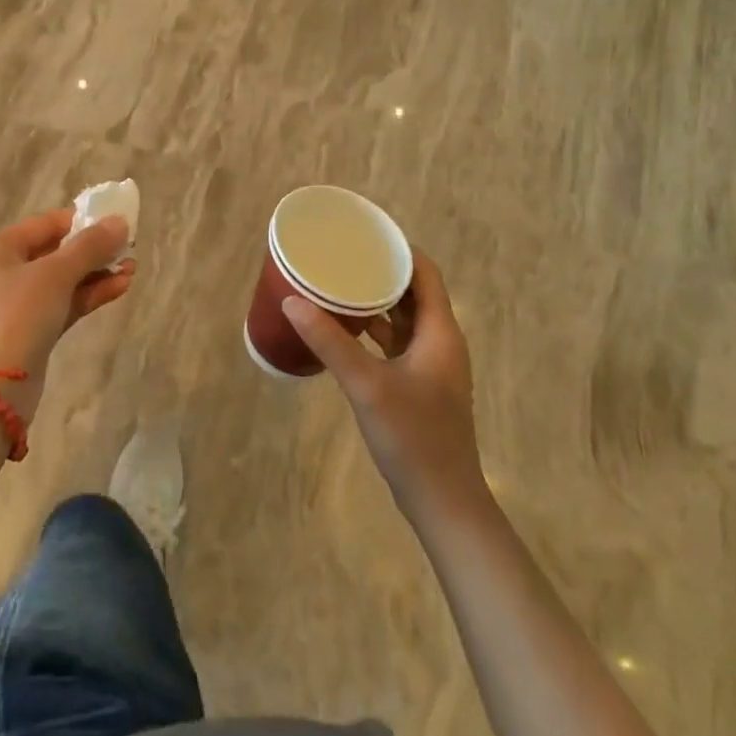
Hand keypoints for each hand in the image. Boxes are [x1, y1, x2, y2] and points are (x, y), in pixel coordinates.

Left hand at [0, 208, 133, 422]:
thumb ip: (90, 246)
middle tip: (129, 249)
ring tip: (132, 269)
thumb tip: (120, 221)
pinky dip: (88, 295)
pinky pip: (62, 304)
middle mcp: (1, 272)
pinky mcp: (29, 331)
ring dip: (96, 273)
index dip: (81, 221)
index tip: (116, 223)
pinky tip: (120, 288)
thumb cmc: (18, 315)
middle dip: (93, 250)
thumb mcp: (56, 274)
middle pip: (55, 252)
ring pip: (62, 280)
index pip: (45, 224)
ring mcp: (14, 304)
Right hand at [286, 249, 483, 517]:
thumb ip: (330, 342)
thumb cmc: (413, 437)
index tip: (364, 234)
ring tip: (338, 283)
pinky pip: (395, 342)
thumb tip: (292, 301)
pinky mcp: (419, 384)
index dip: (398, 248)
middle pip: (412, 291)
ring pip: (403, 317)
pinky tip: (343, 328)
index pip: (424, 272)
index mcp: (440, 331)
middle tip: (342, 255)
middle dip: (380, 271)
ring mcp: (430, 364)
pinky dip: (373, 329)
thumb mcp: (367, 385)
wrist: (443, 502)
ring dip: (375, 300)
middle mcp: (439, 341)